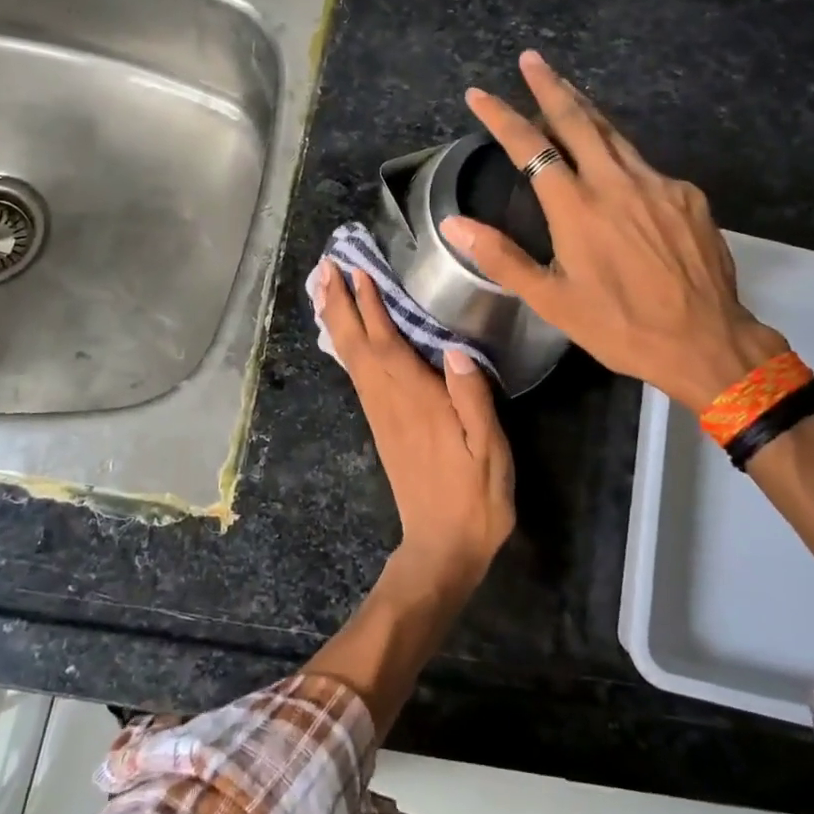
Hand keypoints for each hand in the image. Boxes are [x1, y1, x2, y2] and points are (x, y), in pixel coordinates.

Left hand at [315, 260, 514, 590]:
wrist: (442, 547)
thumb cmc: (475, 498)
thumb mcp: (490, 450)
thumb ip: (474, 399)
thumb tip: (457, 349)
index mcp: (418, 401)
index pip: (387, 343)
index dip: (371, 306)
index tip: (357, 271)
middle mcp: (390, 402)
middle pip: (357, 345)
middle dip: (339, 304)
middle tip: (325, 267)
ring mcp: (381, 415)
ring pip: (351, 359)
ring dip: (336, 320)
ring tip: (324, 289)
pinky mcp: (381, 427)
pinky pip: (357, 376)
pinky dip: (346, 347)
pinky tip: (345, 337)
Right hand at [439, 50, 787, 411]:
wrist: (704, 341)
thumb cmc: (618, 326)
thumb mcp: (551, 301)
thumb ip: (501, 257)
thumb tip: (453, 225)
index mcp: (577, 207)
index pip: (530, 146)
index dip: (501, 116)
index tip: (479, 94)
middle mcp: (617, 182)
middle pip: (578, 119)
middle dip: (549, 85)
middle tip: (531, 59)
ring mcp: (658, 184)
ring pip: (614, 134)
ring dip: (585, 110)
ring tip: (566, 91)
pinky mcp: (687, 195)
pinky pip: (645, 165)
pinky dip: (620, 155)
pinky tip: (615, 170)